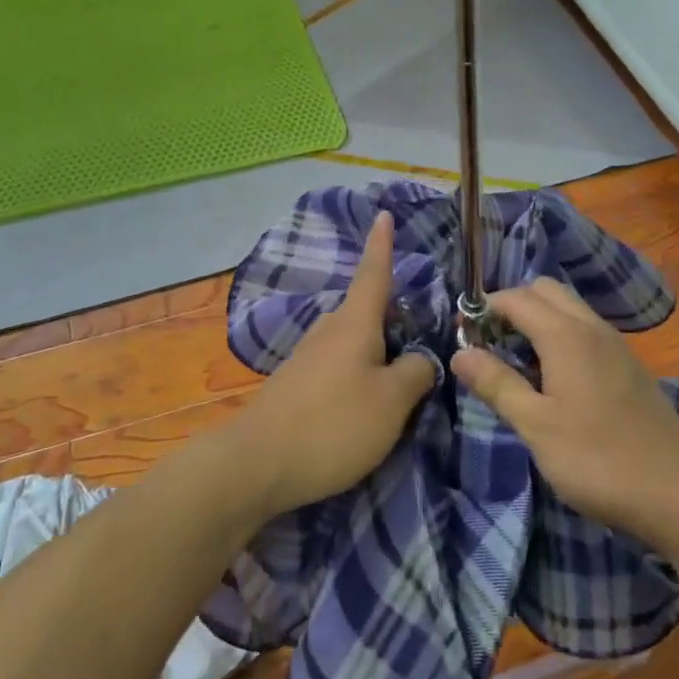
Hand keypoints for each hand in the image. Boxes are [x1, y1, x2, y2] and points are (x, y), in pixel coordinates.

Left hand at [225, 212, 435, 518]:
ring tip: (400, 384)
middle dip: (393, 319)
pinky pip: (338, 367)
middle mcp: (329, 330)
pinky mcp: (296, 385)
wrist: (256, 463)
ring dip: (377, 354)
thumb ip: (416, 373)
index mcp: (355, 322)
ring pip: (353, 343)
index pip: (373, 273)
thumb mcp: (392, 402)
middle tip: (422, 341)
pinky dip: (358, 376)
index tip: (383, 214)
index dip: (382, 245)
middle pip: (367, 313)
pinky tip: (365, 406)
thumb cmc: (333, 423)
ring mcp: (308, 357)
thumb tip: (420, 359)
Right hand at [451, 278, 678, 550]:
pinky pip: (586, 330)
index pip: (515, 298)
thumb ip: (497, 384)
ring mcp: (616, 345)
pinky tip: (555, 379)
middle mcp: (592, 327)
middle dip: (512, 306)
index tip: (462, 335)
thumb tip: (460, 352)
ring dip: (538, 320)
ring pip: (569, 308)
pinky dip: (561, 336)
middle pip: (545, 291)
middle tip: (491, 344)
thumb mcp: (536, 426)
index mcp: (565, 335)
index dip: (484, 309)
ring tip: (518, 362)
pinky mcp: (629, 366)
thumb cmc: (599, 459)